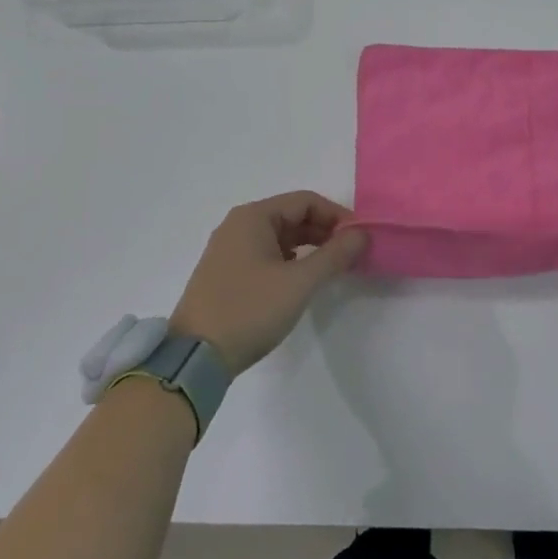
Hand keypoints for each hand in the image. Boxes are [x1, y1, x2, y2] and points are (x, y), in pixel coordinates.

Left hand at [169, 191, 365, 373]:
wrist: (195, 357)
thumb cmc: (250, 310)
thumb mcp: (299, 282)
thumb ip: (334, 255)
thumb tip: (362, 234)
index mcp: (253, 217)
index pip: (306, 201)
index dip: (337, 216)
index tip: (360, 238)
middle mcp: (239, 225)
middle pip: (292, 216)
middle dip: (325, 232)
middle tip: (352, 255)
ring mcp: (229, 250)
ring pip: (280, 237)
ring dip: (309, 247)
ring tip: (333, 269)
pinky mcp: (226, 273)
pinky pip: (266, 254)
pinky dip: (290, 261)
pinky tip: (303, 281)